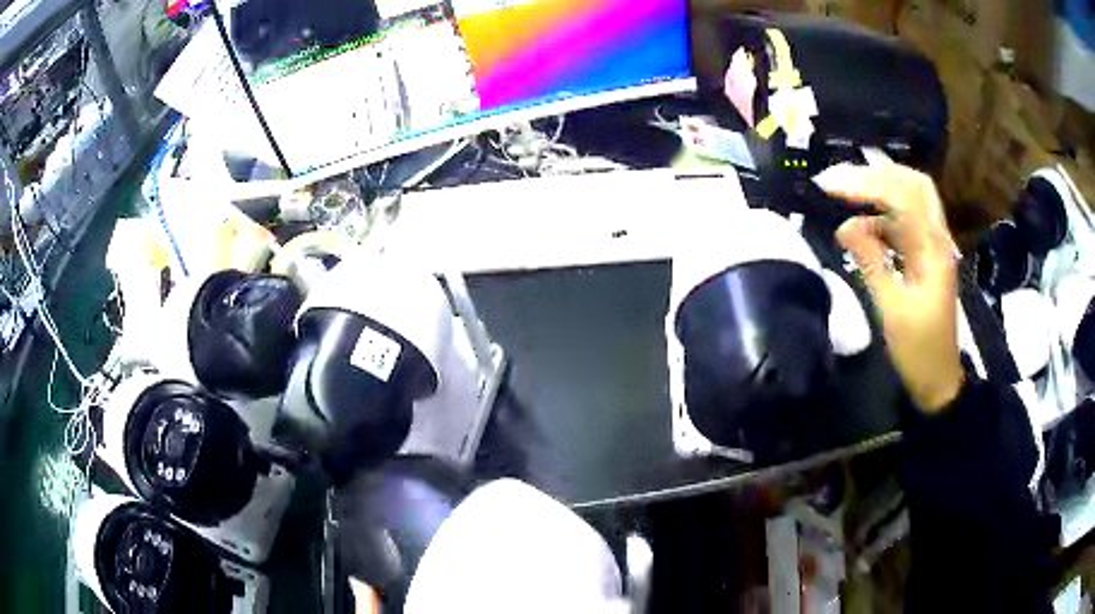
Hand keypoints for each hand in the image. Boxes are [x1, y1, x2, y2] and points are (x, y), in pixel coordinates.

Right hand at [814, 163, 963, 412]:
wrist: (938, 380)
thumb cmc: (919, 351)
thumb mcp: (893, 310)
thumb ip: (871, 263)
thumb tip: (844, 227)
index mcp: (933, 250)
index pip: (903, 196)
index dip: (867, 184)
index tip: (830, 185)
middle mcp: (936, 239)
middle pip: (913, 185)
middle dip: (876, 175)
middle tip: (840, 179)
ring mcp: (931, 247)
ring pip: (908, 201)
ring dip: (877, 193)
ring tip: (842, 195)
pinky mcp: (923, 258)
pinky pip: (902, 225)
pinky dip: (879, 220)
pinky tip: (858, 230)